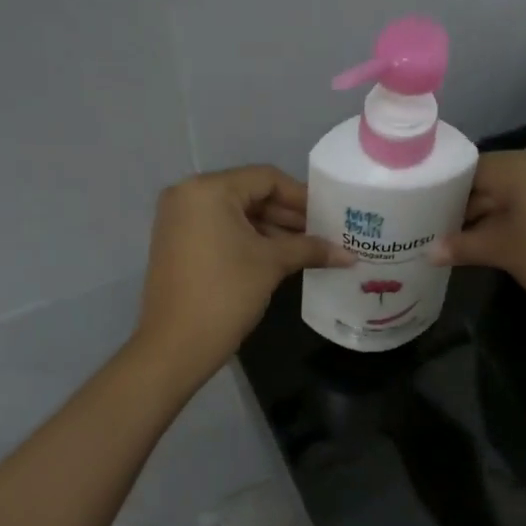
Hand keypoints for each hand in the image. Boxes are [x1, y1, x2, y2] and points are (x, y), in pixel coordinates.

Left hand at [135, 166, 352, 384]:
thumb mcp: (271, 264)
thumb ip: (310, 249)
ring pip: (236, 215)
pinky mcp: (177, 244)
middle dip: (288, 215)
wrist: (175, 346)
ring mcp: (178, 221)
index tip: (330, 215)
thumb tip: (349, 255)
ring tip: (309, 249)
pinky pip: (220, 231)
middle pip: (250, 194)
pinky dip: (249, 240)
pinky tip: (280, 257)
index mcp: (208, 189)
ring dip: (272, 230)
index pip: (266, 178)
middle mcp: (188, 195)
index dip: (301, 196)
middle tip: (324, 233)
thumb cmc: (226, 293)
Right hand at [431, 149, 525, 329]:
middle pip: (494, 177)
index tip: (427, 214)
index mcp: (522, 164)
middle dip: (468, 204)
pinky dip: (518, 215)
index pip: (471, 168)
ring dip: (492, 213)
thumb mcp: (503, 252)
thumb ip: (462, 246)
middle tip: (442, 232)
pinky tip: (504, 240)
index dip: (446, 191)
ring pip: (516, 189)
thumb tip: (428, 252)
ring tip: (467, 241)